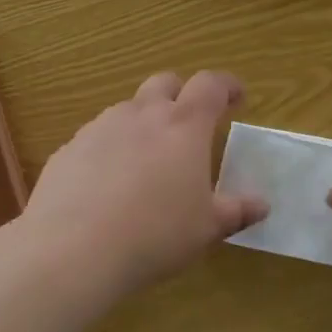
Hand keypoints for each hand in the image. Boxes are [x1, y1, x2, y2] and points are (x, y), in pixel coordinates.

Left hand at [24, 70, 266, 293]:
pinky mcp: (69, 148)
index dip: (226, 85)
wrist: (72, 250)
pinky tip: (107, 184)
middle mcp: (143, 114)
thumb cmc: (154, 234)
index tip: (237, 97)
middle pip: (165, 82)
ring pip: (128, 108)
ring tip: (147, 159)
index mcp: (184, 125)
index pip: (211, 85)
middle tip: (189, 123)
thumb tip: (261, 205)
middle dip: (181, 93)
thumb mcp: (205, 228)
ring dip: (143, 121)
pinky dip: (110, 148)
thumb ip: (235, 211)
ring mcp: (101, 127)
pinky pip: (97, 137)